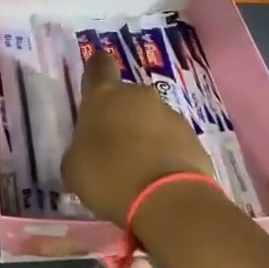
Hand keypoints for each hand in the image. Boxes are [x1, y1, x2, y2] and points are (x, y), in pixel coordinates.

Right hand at [61, 51, 215, 225]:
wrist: (168, 201)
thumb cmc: (109, 177)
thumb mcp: (74, 168)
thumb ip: (79, 149)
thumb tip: (87, 150)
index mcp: (104, 96)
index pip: (99, 66)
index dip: (96, 70)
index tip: (94, 82)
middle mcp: (138, 96)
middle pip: (127, 97)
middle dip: (121, 115)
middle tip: (112, 146)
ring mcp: (170, 115)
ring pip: (151, 119)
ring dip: (145, 135)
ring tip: (138, 169)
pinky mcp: (194, 138)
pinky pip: (172, 141)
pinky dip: (165, 154)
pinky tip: (158, 179)